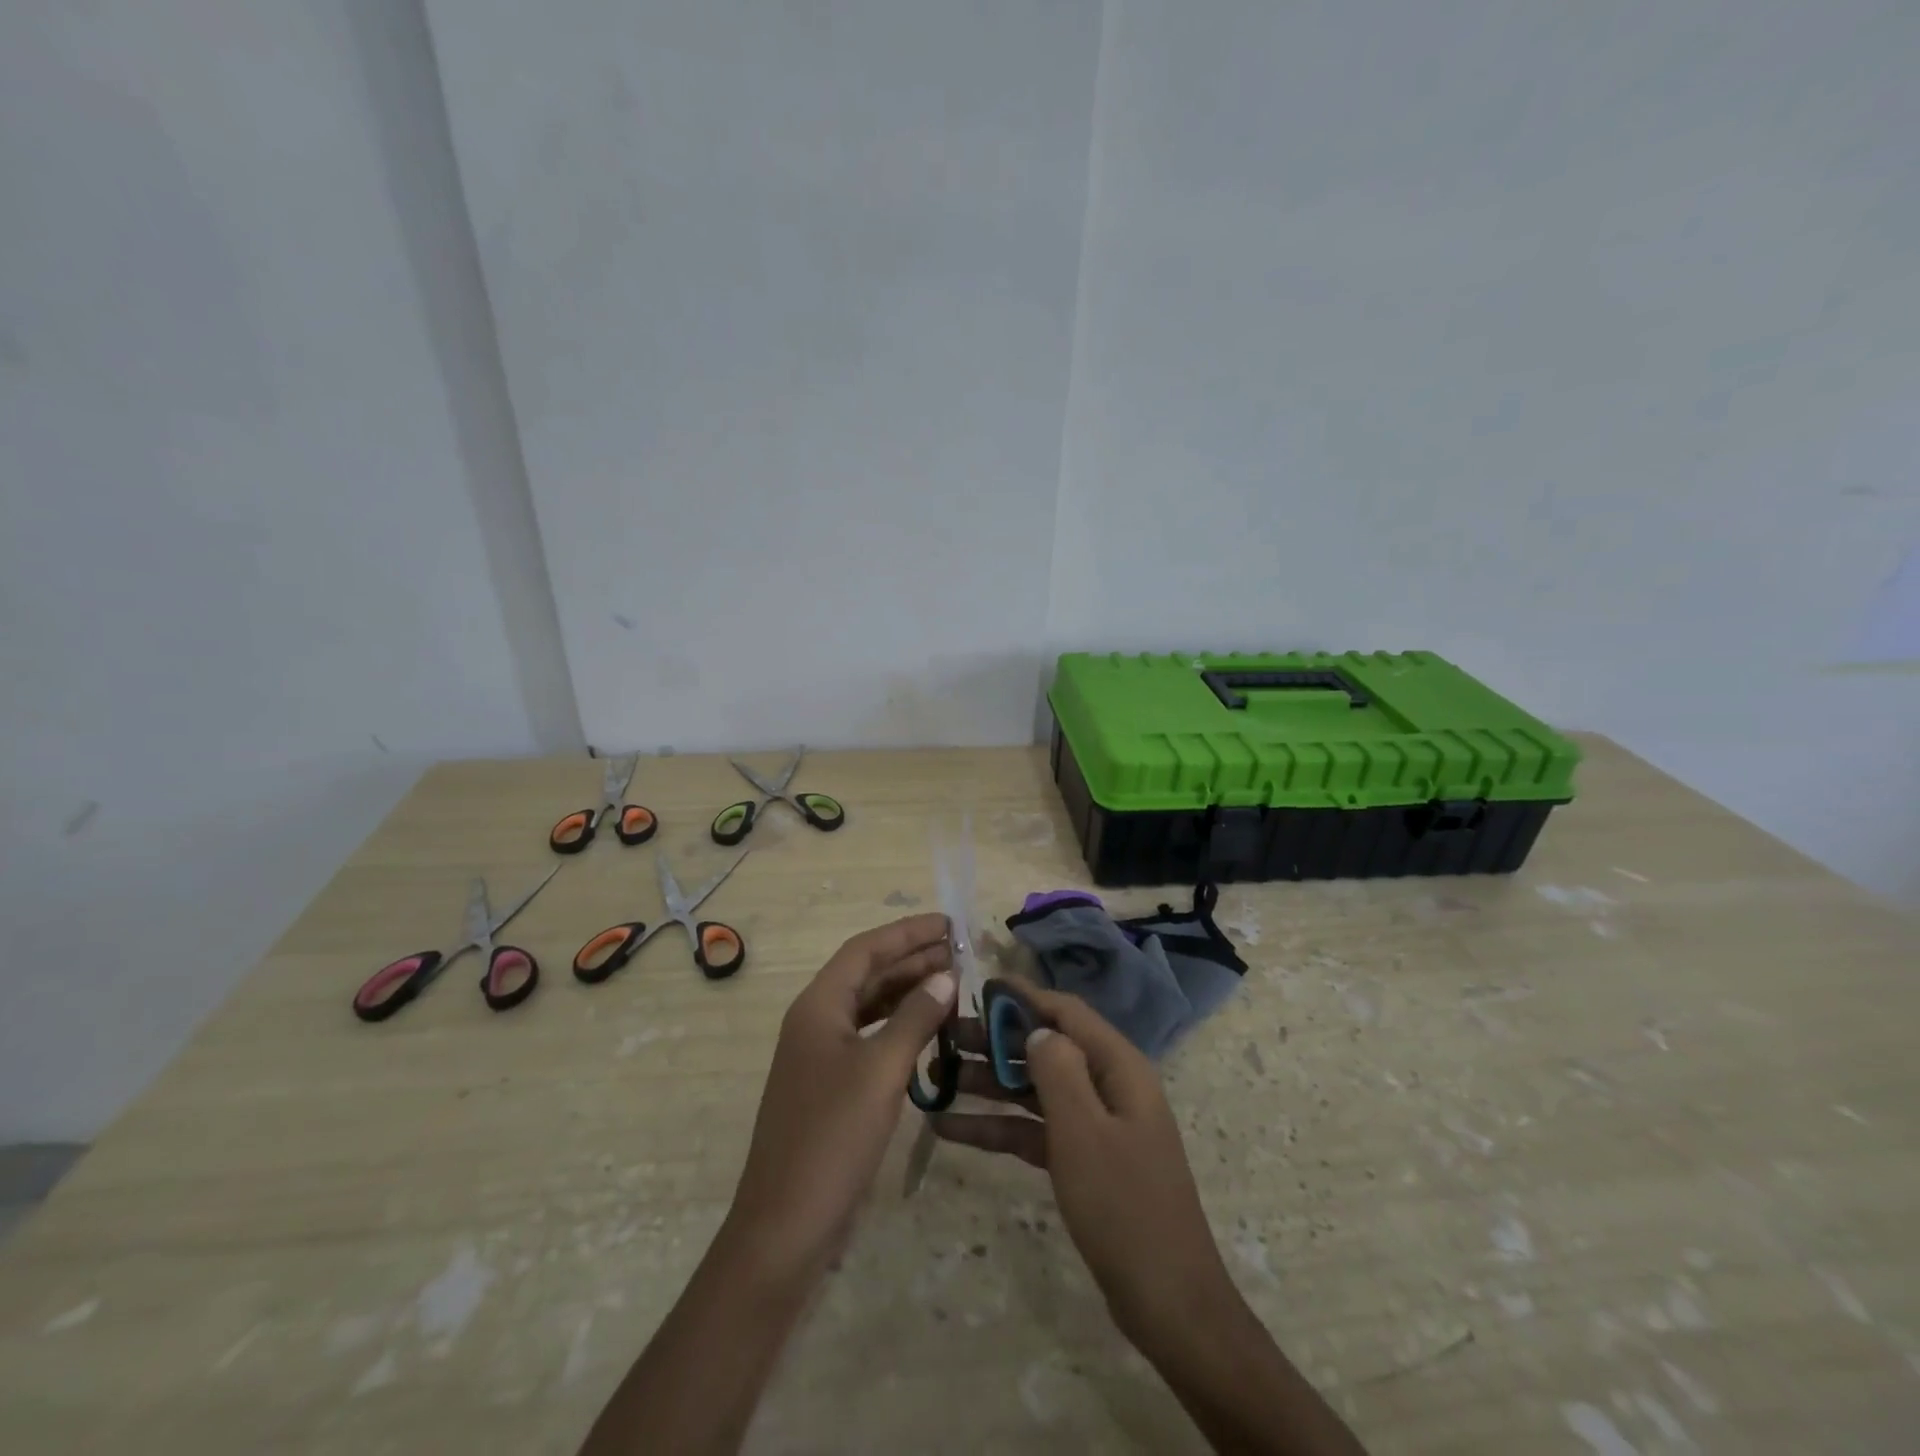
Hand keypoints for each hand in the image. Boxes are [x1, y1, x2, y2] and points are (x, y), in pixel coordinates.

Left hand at [726, 912, 955, 1281]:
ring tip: (952, 981)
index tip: (948, 923)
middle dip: (911, 958)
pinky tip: (929, 1030)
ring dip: (908, 991)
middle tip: (960, 950)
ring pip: (869, 1006)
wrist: (784, 1226)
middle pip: (867, 974)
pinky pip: (869, 1037)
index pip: (865, 950)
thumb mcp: (881, 1071)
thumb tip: (945, 976)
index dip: (907, 932)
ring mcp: (820, 1055)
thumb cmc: (832, 1138)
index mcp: (818, 1006)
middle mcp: (815, 1021)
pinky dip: (899, 1026)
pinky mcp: (830, 1085)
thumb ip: (914, 1018)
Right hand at [932, 986, 1235, 1343]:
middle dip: (996, 1042)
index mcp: (1118, 1067)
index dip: (1024, 997)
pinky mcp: (1083, 1159)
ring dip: (989, 1084)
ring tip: (937, 1079)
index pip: (1067, 1012)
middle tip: (943, 1039)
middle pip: (1046, 1049)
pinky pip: (1034, 1129)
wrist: (1167, 1302)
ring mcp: (1095, 1125)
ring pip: (1035, 1089)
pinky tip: (951, 1130)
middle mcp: (1107, 1086)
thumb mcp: (1084, 1131)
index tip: (979, 988)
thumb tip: (1038, 1028)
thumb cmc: (1124, 1205)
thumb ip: (1058, 1070)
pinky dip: (998, 1127)